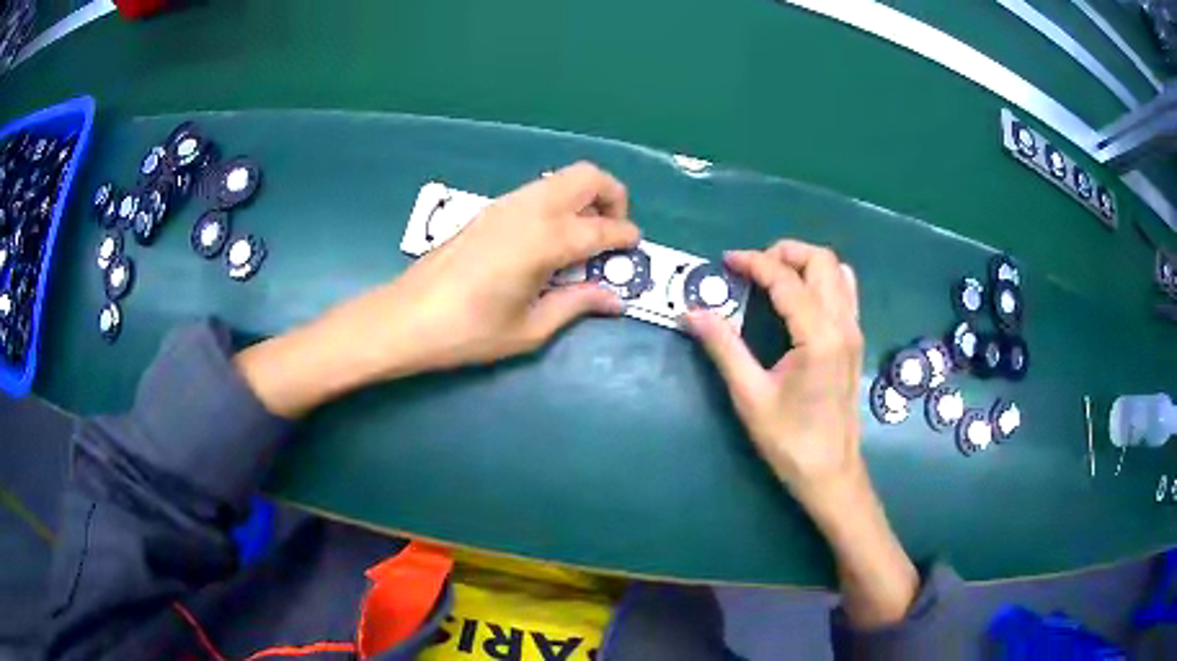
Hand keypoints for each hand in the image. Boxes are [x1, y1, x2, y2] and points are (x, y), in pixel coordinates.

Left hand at [235, 162, 638, 417]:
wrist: (406, 318)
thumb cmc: (468, 332)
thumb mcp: (530, 328)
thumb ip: (577, 305)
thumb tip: (615, 299)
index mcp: (546, 240)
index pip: (602, 228)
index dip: (626, 237)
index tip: (635, 249)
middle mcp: (530, 209)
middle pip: (587, 176)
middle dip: (613, 196)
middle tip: (613, 232)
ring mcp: (506, 204)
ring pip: (561, 178)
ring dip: (585, 197)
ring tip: (584, 239)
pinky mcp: (489, 209)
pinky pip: (538, 191)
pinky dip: (559, 203)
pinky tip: (550, 241)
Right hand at [683, 240, 863, 511]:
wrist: (830, 473)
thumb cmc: (789, 441)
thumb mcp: (750, 396)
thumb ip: (724, 347)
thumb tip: (692, 311)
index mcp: (818, 335)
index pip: (786, 279)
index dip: (753, 262)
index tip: (725, 261)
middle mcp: (843, 323)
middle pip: (820, 260)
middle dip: (784, 252)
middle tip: (751, 267)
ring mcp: (853, 331)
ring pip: (836, 271)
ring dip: (804, 263)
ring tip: (774, 278)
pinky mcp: (854, 341)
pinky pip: (845, 291)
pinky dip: (821, 280)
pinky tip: (799, 300)